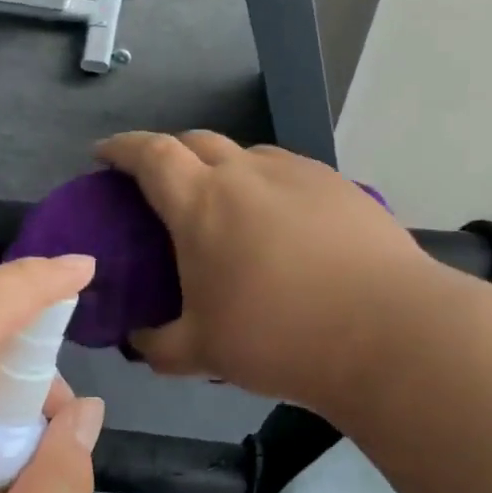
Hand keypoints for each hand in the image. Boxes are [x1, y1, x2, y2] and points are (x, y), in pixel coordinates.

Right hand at [97, 131, 429, 409]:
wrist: (386, 331)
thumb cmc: (279, 337)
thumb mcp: (203, 351)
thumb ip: (159, 345)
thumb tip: (141, 340)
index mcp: (201, 202)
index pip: (150, 154)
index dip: (122, 148)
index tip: (105, 155)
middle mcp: (247, 172)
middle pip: (197, 141)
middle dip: (170, 153)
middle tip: (163, 182)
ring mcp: (298, 173)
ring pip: (247, 154)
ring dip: (224, 167)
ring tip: (227, 204)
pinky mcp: (339, 185)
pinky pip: (288, 172)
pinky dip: (268, 184)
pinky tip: (282, 221)